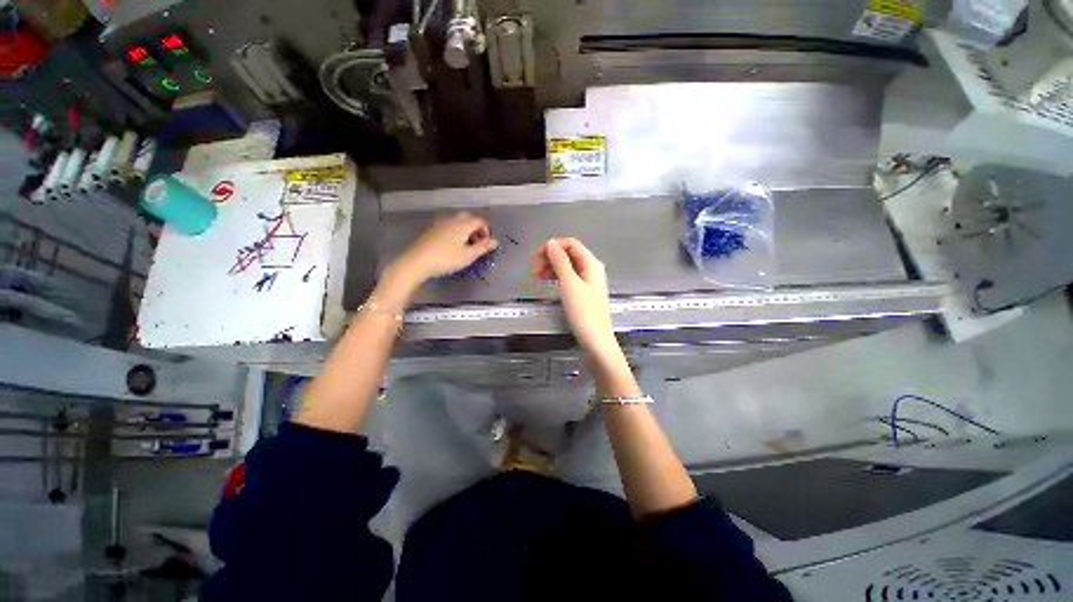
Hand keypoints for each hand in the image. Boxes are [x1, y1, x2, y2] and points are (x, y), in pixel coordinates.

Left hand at [391, 213, 497, 284]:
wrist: (417, 261)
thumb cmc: (446, 259)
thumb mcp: (468, 255)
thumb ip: (483, 247)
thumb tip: (495, 241)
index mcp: (463, 224)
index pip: (480, 220)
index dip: (487, 230)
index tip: (488, 243)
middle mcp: (452, 220)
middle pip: (469, 218)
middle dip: (476, 228)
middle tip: (478, 242)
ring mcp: (440, 223)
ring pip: (458, 221)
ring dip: (466, 230)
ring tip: (467, 245)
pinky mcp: (432, 229)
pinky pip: (449, 226)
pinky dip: (456, 231)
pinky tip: (453, 245)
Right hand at [533, 238, 620, 360]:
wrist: (596, 340)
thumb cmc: (584, 312)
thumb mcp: (569, 284)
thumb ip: (560, 262)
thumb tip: (550, 243)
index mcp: (591, 264)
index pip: (571, 244)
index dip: (552, 246)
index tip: (535, 256)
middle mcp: (591, 269)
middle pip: (568, 254)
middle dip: (550, 257)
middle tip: (534, 269)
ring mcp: (588, 282)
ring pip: (567, 266)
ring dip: (551, 267)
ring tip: (537, 276)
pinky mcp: (583, 293)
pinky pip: (568, 278)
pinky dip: (557, 277)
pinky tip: (548, 283)